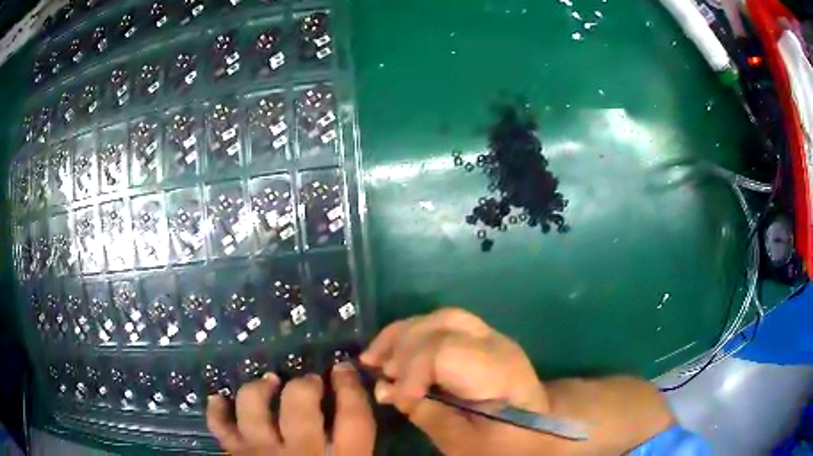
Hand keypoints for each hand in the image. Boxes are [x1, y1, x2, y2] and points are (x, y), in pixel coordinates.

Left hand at [206, 362, 375, 454]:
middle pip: (299, 404)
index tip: (342, 368)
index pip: (353, 417)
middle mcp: (300, 454)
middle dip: (305, 385)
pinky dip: (216, 411)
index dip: (349, 387)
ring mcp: (261, 454)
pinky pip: (220, 428)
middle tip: (309, 382)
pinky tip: (219, 400)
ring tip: (270, 382)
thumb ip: (361, 455)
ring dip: (260, 388)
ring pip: (253, 407)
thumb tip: (363, 430)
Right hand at [360, 308, 673, 455]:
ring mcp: (490, 336)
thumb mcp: (465, 442)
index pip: (446, 351)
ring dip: (403, 333)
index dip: (413, 370)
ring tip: (377, 357)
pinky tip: (397, 350)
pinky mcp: (481, 339)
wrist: (543, 426)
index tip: (395, 397)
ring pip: (440, 317)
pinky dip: (415, 334)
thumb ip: (427, 414)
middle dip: (403, 346)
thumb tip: (388, 391)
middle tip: (377, 370)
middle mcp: (495, 344)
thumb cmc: (509, 442)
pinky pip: (442, 325)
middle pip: (440, 325)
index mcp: (498, 372)